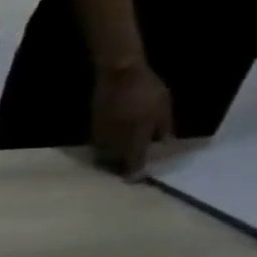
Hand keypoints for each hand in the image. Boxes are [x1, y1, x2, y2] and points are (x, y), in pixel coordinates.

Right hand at [91, 62, 174, 177]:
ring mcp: (101, 139)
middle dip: (121, 169)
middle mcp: (114, 145)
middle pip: (116, 164)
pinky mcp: (92, 132)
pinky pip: (99, 148)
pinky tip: (112, 146)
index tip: (137, 179)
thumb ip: (162, 128)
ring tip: (119, 161)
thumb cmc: (146, 91)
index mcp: (134, 140)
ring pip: (105, 157)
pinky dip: (106, 150)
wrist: (118, 76)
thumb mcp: (163, 107)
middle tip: (128, 171)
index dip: (135, 173)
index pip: (134, 164)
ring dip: (111, 161)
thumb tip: (163, 144)